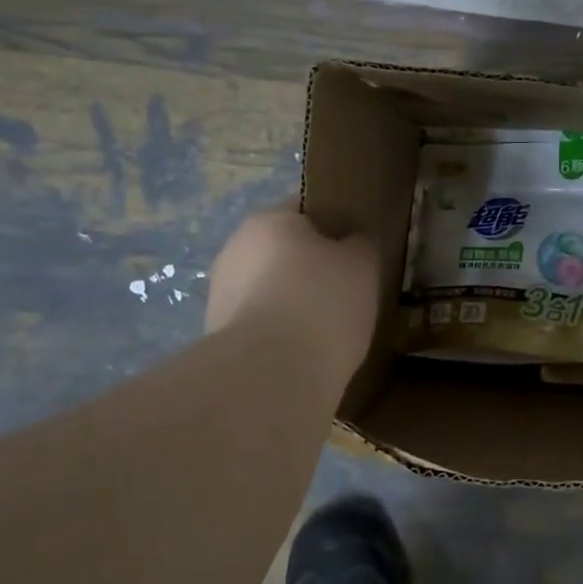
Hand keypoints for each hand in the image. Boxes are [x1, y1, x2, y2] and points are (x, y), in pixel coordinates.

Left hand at [204, 209, 379, 380]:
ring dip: (294, 304)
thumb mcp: (362, 264)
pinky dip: (283, 335)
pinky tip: (308, 353)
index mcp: (269, 220)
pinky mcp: (220, 338)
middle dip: (311, 269)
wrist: (274, 374)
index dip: (336, 226)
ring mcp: (221, 295)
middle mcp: (235, 250)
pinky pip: (262, 326)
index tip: (358, 251)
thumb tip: (350, 244)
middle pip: (283, 251)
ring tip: (331, 330)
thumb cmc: (323, 302)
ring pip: (270, 290)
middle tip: (349, 292)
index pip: (305, 209)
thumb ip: (359, 245)